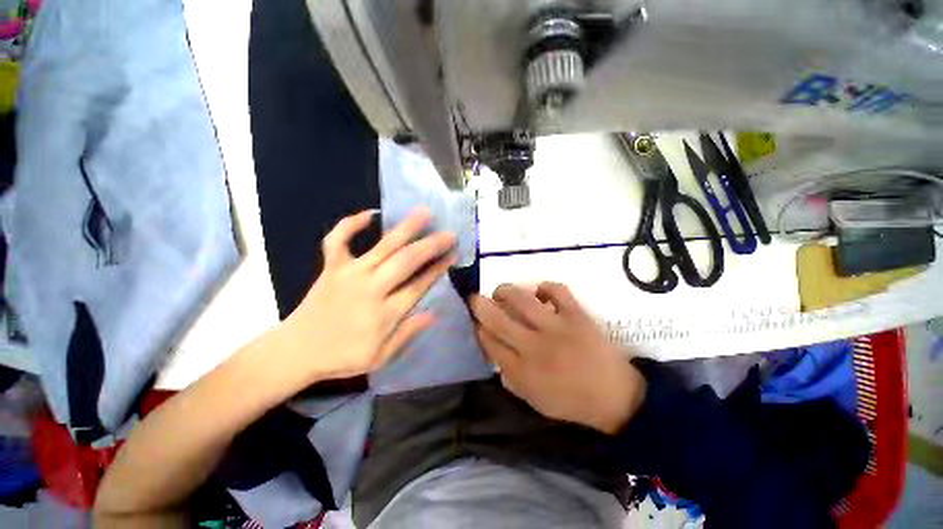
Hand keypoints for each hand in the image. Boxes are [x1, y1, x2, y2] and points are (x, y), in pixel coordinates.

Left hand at [272, 207, 455, 388]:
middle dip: (431, 245)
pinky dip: (351, 224)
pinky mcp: (331, 267)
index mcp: (384, 312)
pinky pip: (338, 239)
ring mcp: (349, 273)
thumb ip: (407, 334)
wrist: (295, 352)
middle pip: (406, 261)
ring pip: (383, 246)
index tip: (453, 255)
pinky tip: (369, 213)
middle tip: (449, 233)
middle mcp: (371, 287)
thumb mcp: (380, 357)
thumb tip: (433, 313)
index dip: (438, 269)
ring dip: (405, 228)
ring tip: (424, 212)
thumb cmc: (341, 357)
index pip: (419, 285)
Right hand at [470, 283, 646, 433]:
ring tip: (501, 292)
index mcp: (523, 371)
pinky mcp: (576, 315)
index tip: (476, 322)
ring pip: (521, 300)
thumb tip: (494, 350)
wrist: (615, 397)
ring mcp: (556, 328)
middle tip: (475, 298)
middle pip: (498, 319)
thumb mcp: (533, 399)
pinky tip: (539, 293)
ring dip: (505, 291)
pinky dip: (544, 287)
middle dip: (480, 305)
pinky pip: (556, 291)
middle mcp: (534, 347)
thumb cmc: (570, 400)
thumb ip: (510, 377)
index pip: (490, 343)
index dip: (479, 329)